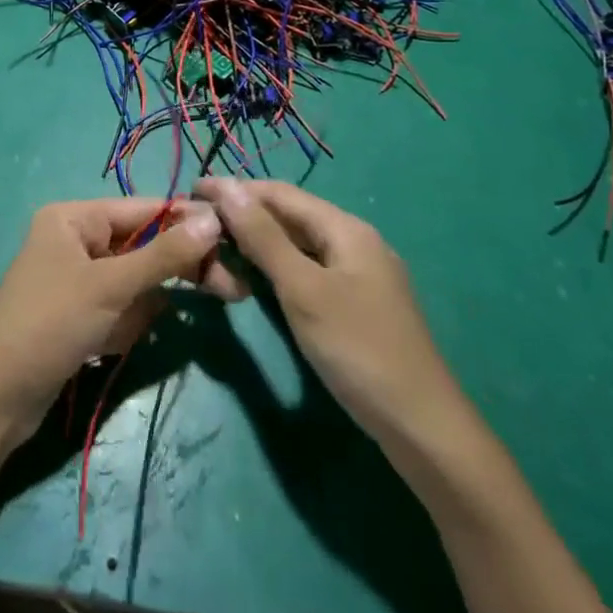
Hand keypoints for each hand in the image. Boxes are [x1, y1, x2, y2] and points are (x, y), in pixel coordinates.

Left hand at [0, 199, 238, 444]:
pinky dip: (124, 326)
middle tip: (230, 292)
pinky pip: (119, 308)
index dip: (188, 223)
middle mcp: (75, 239)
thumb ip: (164, 254)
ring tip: (114, 333)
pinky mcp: (78, 312)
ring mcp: (76, 277)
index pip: (144, 209)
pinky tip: (103, 346)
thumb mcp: (111, 286)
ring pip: (135, 282)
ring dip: (140, 309)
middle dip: (174, 271)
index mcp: (74, 217)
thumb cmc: (51, 325)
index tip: (234, 240)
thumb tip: (212, 220)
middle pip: (143, 245)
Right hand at [193, 179, 460, 442]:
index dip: (235, 188)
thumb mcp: (303, 289)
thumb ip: (263, 237)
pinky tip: (254, 276)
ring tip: (216, 242)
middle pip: (290, 214)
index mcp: (345, 229)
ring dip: (257, 239)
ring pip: (297, 242)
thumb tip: (227, 187)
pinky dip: (276, 265)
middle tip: (197, 220)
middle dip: (244, 212)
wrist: (421, 425)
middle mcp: (353, 241)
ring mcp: (358, 273)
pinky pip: (307, 267)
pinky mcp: (355, 301)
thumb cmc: (357, 349)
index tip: (192, 191)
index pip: (279, 193)